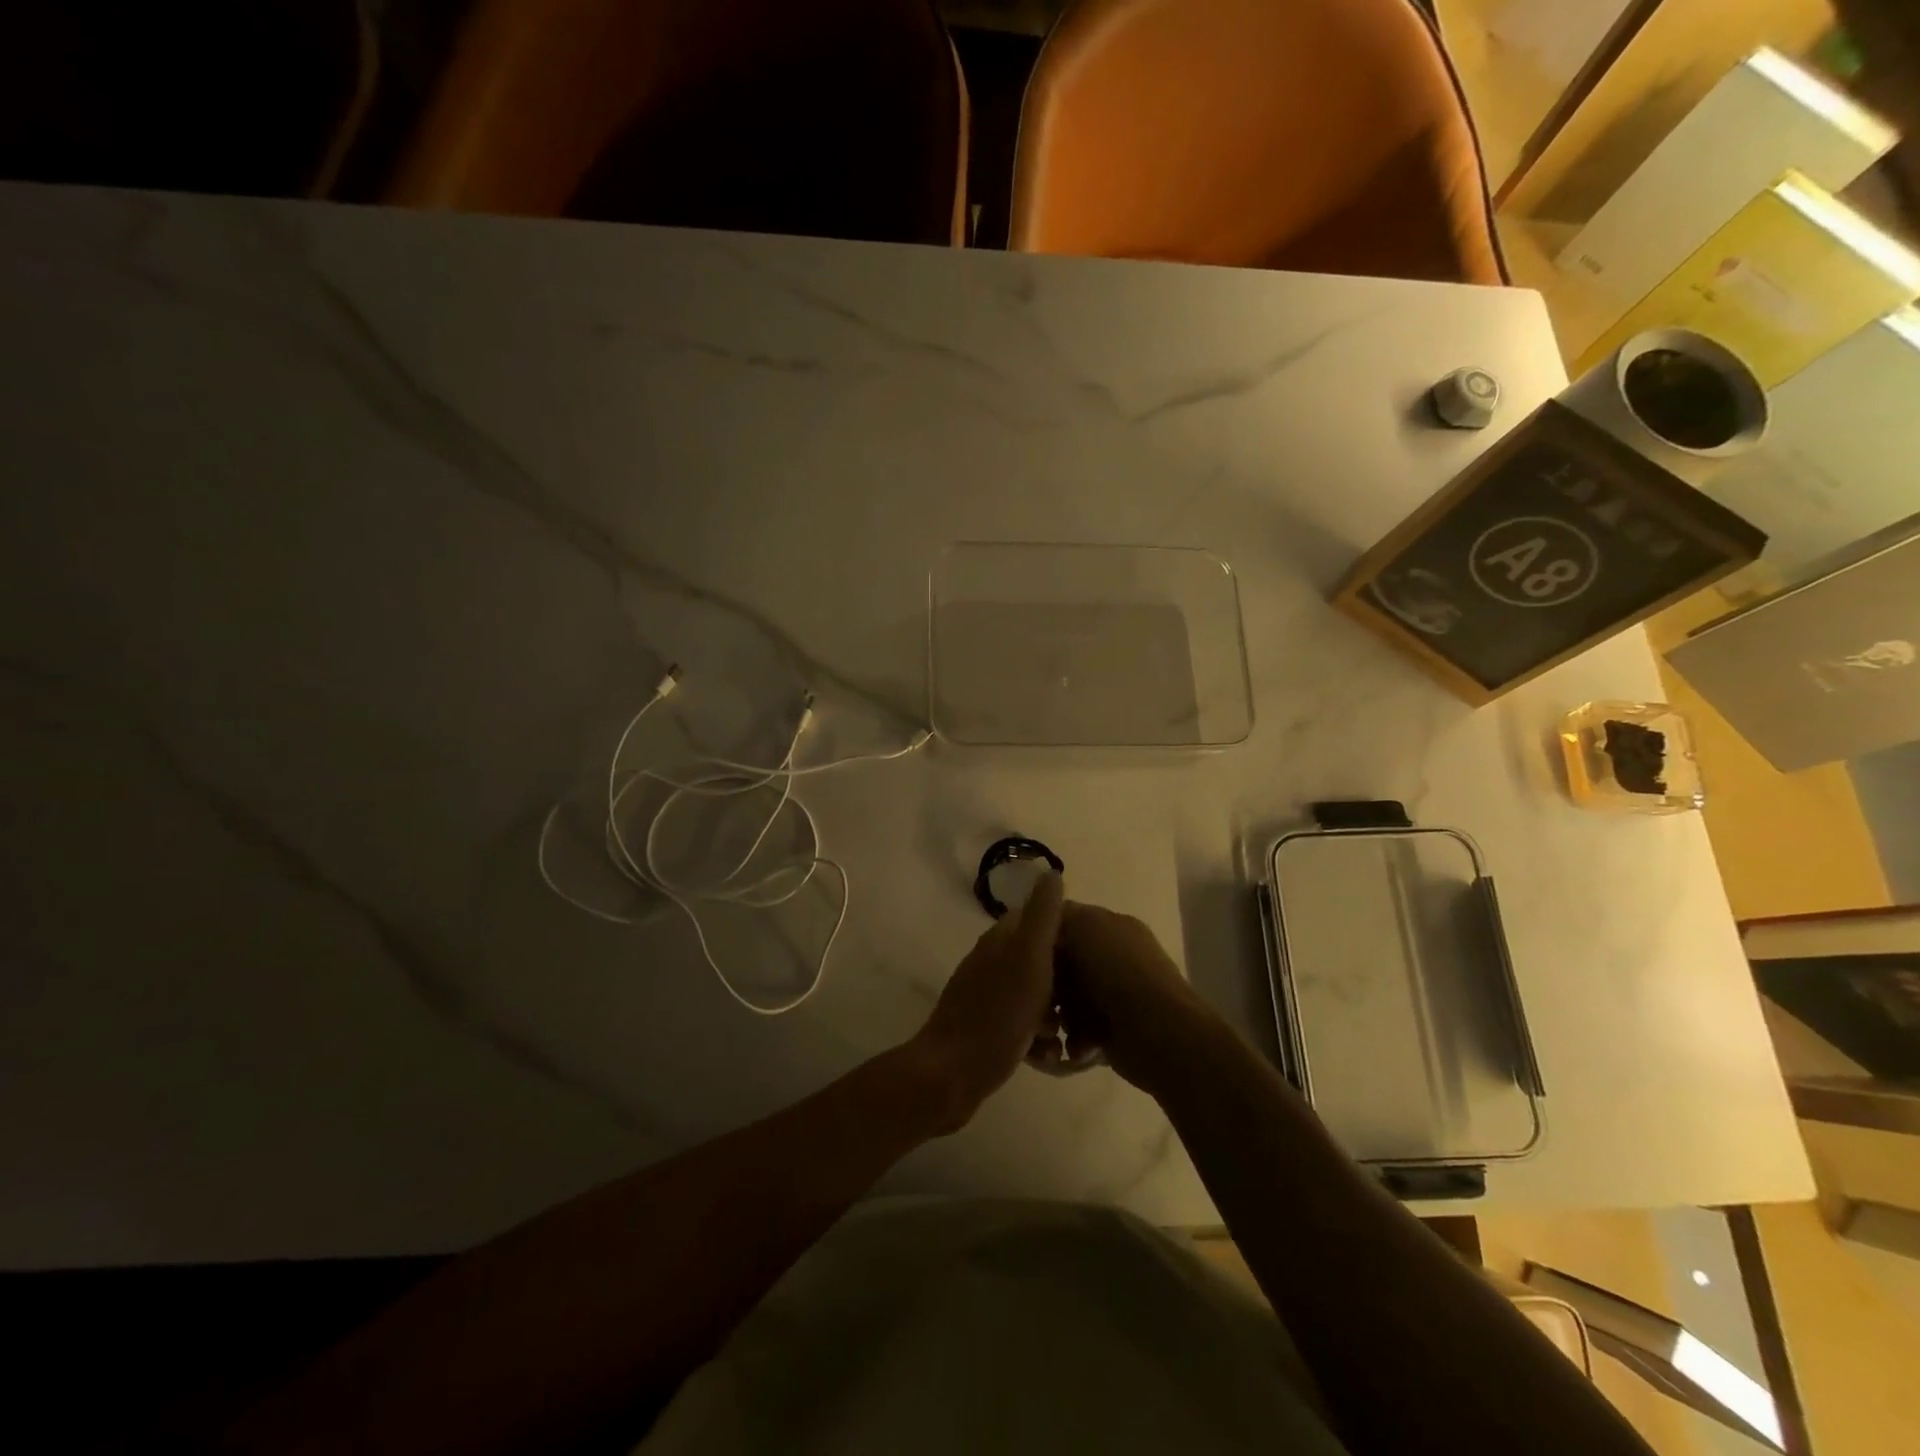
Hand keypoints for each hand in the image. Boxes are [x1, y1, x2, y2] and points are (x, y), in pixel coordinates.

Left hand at [910, 871, 1064, 1130]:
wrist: (953, 1073)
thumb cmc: (999, 1013)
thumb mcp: (1029, 957)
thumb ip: (1042, 916)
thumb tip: (1050, 872)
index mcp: (1001, 940)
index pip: (1039, 919)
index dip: (1068, 933)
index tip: (1094, 954)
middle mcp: (992, 962)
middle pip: (1040, 960)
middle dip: (1067, 980)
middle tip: (1087, 1004)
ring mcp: (987, 996)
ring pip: (1034, 995)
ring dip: (1056, 1013)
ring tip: (1072, 1037)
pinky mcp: (986, 1029)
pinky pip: (1022, 1024)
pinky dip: (1038, 1037)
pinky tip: (1049, 1057)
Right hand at [1045, 901, 1214, 1091]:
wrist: (1158, 1031)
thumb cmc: (1119, 971)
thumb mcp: (1085, 925)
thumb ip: (1060, 916)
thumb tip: (1043, 925)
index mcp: (1111, 926)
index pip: (1064, 924)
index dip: (1042, 938)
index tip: (1021, 955)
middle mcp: (1114, 958)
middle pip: (1062, 965)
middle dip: (1047, 984)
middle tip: (1038, 998)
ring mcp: (1115, 996)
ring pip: (1066, 1001)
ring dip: (1059, 1016)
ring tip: (1057, 1028)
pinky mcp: (1113, 1032)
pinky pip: (1079, 1031)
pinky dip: (1075, 1039)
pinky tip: (1076, 1046)